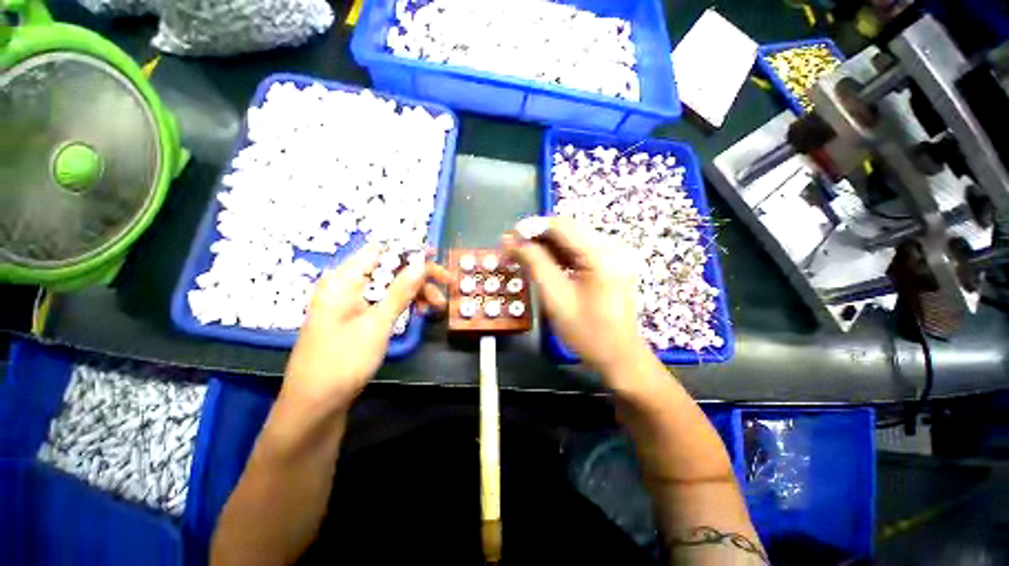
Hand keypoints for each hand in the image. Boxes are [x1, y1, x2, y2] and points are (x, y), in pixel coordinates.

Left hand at [281, 245, 451, 415]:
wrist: (315, 405)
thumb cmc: (344, 360)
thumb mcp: (378, 323)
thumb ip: (401, 290)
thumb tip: (421, 263)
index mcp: (344, 280)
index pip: (380, 251)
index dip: (409, 251)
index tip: (436, 258)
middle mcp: (345, 286)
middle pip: (388, 269)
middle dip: (419, 276)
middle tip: (447, 285)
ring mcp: (349, 303)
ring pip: (388, 287)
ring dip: (414, 292)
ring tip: (436, 306)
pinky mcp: (354, 319)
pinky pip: (382, 302)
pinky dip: (401, 305)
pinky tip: (418, 312)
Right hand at [502, 217, 648, 375]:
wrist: (619, 356)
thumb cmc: (587, 333)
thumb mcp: (555, 298)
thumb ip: (534, 264)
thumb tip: (511, 240)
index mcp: (602, 255)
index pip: (562, 226)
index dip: (532, 227)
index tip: (509, 238)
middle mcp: (612, 247)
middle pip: (568, 229)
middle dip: (537, 236)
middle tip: (512, 249)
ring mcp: (614, 255)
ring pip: (572, 239)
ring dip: (546, 245)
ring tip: (522, 256)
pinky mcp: (611, 263)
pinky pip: (580, 250)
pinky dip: (559, 254)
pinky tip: (543, 263)